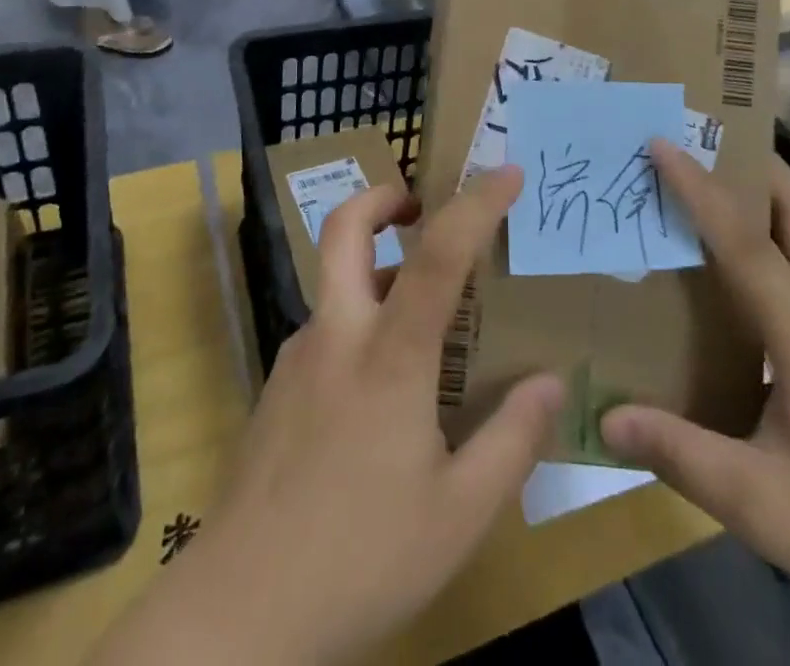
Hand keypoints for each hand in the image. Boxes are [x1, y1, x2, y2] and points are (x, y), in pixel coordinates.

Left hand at [94, 167, 563, 665]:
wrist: (237, 616)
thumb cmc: (361, 559)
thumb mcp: (460, 515)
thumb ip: (512, 441)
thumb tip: (553, 382)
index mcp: (389, 356)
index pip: (438, 253)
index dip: (475, 203)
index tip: (507, 174)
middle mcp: (336, 335)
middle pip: (345, 228)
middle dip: (382, 198)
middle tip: (420, 207)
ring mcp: (296, 358)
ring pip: (335, 282)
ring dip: (374, 270)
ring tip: (421, 318)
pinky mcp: (275, 389)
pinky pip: (324, 331)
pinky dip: (357, 323)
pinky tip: (379, 391)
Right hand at [601, 141, 789, 665]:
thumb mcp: (762, 504)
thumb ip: (680, 454)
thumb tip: (606, 417)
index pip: (744, 243)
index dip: (700, 189)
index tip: (664, 143)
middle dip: (766, 173)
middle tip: (721, 144)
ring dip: (782, 216)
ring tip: (735, 211)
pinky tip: (774, 309)